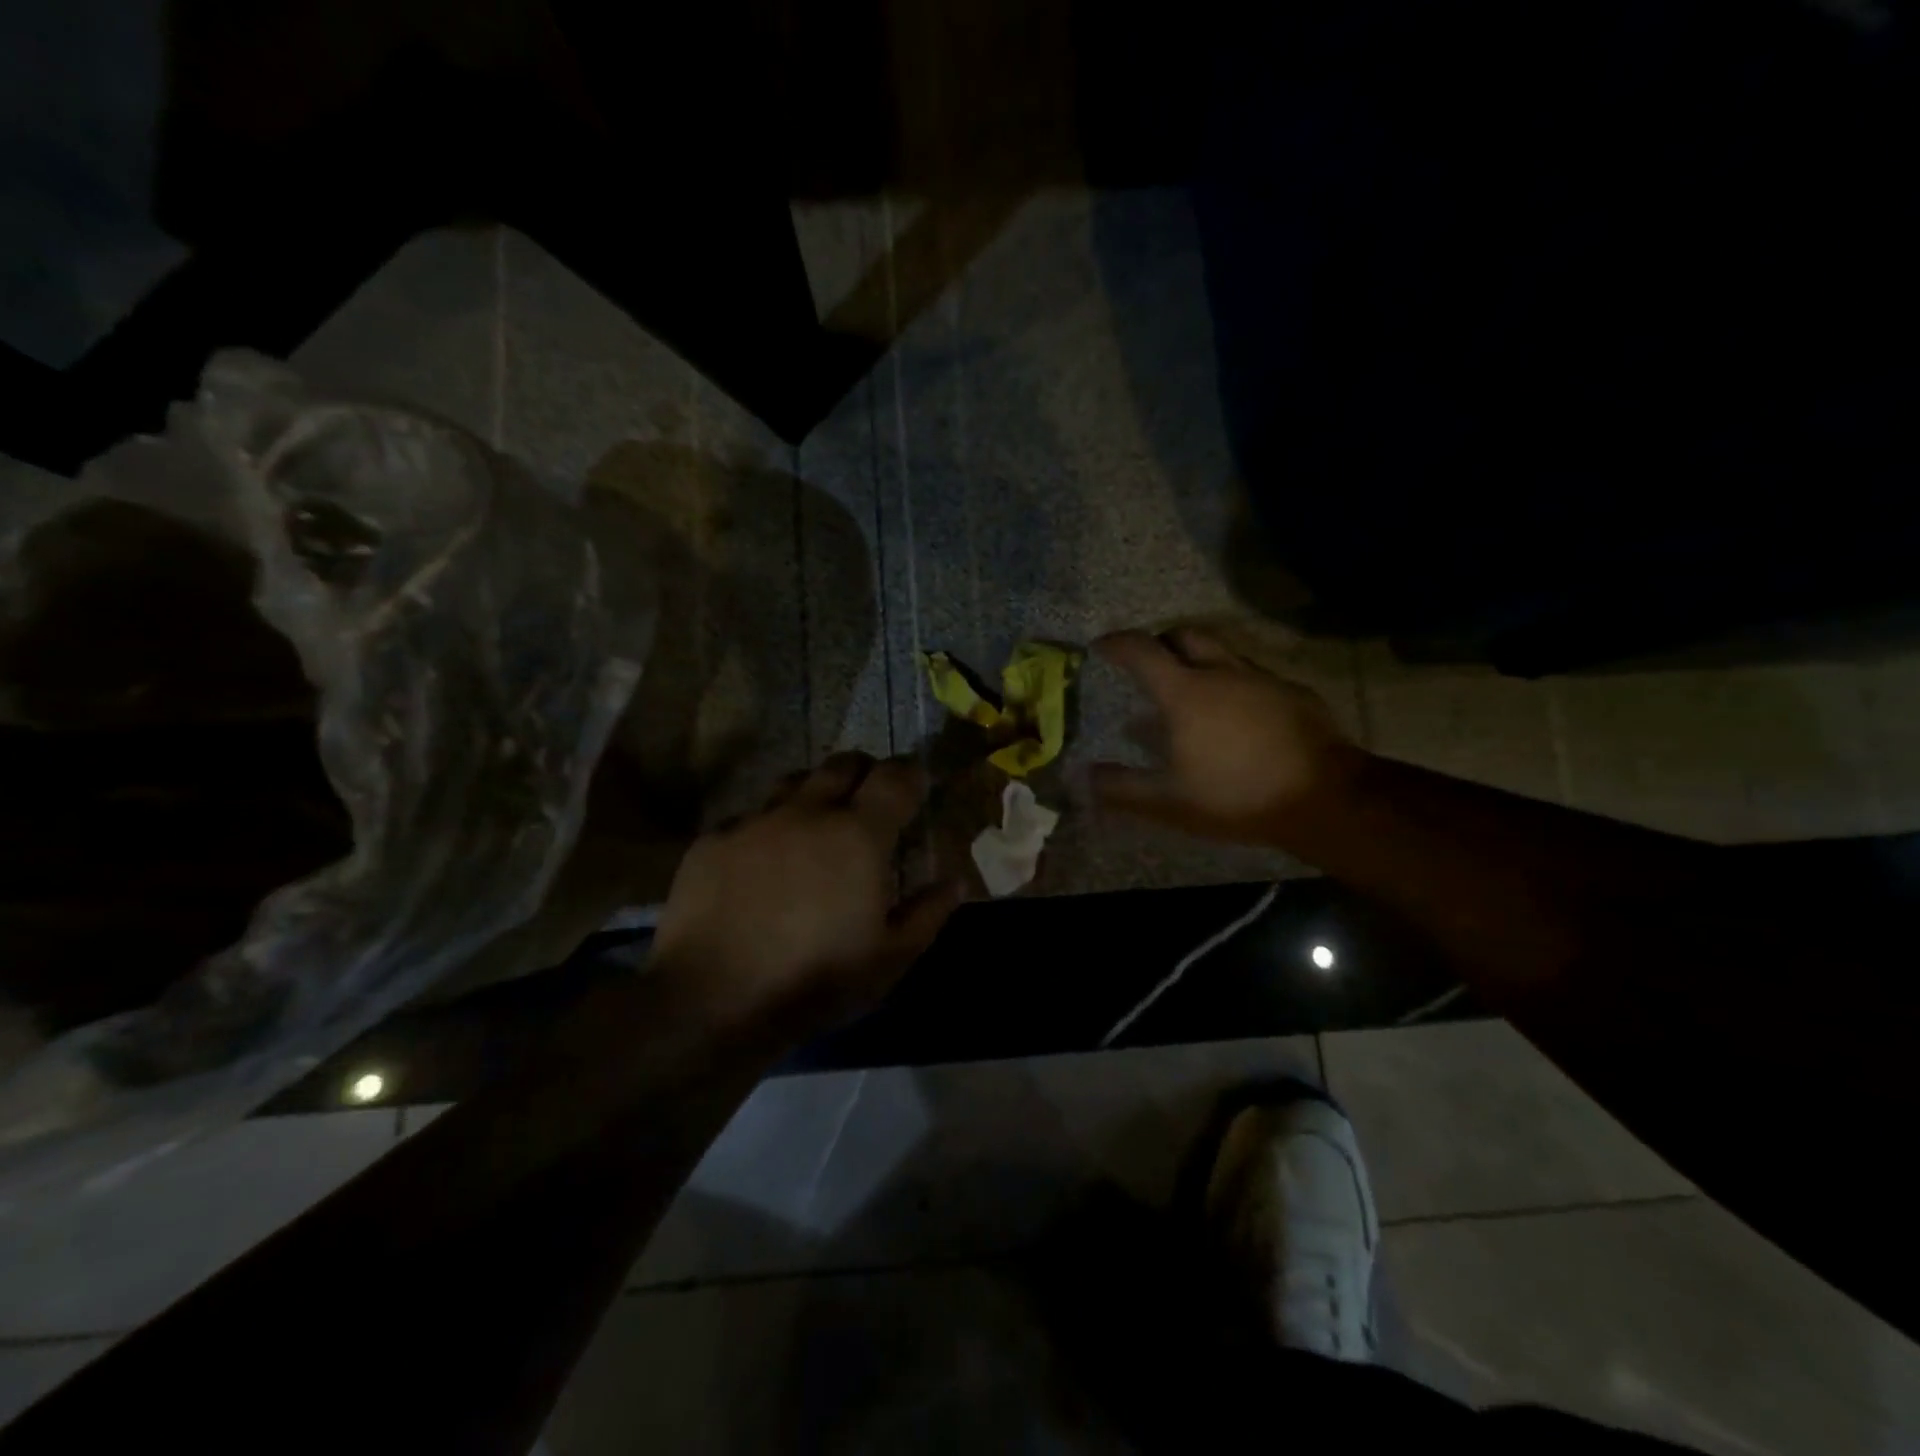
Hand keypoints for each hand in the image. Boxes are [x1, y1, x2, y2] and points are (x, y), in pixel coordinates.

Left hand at [652, 753, 962, 1036]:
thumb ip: (929, 913)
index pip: (895, 777)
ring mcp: (755, 822)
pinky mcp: (712, 841)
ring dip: (813, 795)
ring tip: (815, 828)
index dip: (911, 774)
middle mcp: (808, 812)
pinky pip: (748, 819)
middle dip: (863, 773)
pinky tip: (760, 866)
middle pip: (842, 763)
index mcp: (859, 834)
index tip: (916, 787)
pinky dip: (766, 831)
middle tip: (869, 803)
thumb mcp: (890, 959)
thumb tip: (955, 881)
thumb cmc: (816, 980)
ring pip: (792, 783)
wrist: (713, 1001)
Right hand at [1090, 627, 1362, 844]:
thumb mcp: (1170, 801)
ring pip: (1223, 653)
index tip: (1101, 646)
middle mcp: (1223, 673)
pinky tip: (1238, 716)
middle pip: (1185, 636)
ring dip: (1200, 662)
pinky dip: (1234, 685)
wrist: (1324, 798)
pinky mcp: (1294, 694)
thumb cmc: (1236, 795)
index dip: (1116, 644)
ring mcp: (1262, 680)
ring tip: (1191, 692)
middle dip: (1161, 641)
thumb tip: (1085, 777)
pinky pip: (1254, 677)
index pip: (1141, 651)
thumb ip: (1123, 788)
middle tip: (1149, 661)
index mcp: (1186, 692)